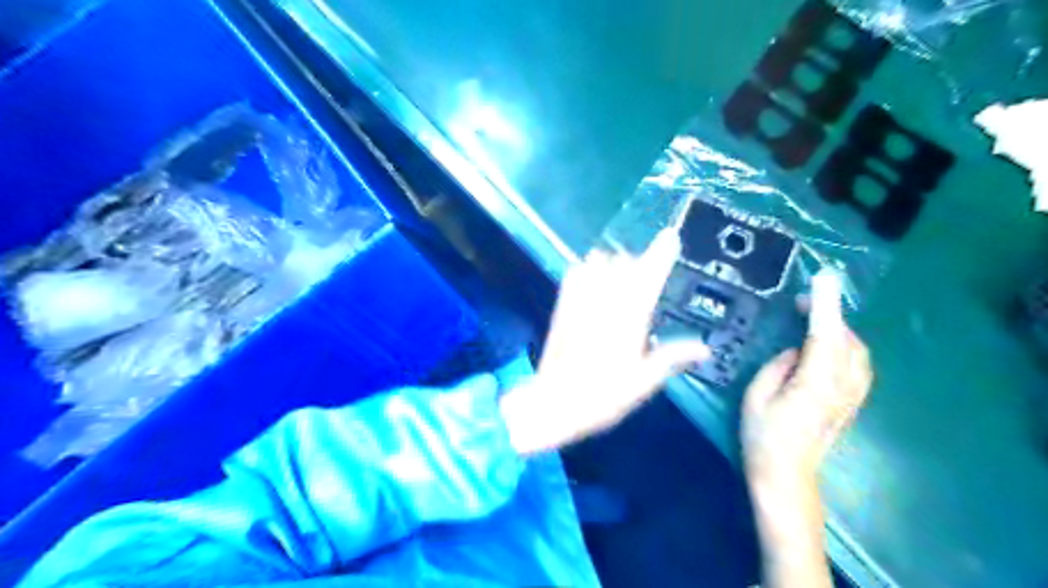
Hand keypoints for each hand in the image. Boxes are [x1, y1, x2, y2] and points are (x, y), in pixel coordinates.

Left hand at [496, 231, 702, 453]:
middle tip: (646, 277)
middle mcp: (606, 302)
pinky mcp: (563, 305)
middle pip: (625, 263)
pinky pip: (574, 273)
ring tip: (621, 277)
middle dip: (639, 262)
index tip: (671, 236)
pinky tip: (592, 275)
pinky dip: (587, 268)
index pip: (650, 277)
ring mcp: (581, 301)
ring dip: (614, 262)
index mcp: (630, 319)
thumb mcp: (644, 382)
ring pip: (599, 262)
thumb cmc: (604, 396)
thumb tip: (704, 348)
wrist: (554, 402)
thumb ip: (673, 357)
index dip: (662, 254)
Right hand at [740, 268, 873, 486]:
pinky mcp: (853, 402)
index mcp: (816, 383)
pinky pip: (858, 363)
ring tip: (813, 320)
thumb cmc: (763, 435)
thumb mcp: (757, 395)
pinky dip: (845, 345)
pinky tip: (828, 345)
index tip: (822, 278)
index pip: (825, 334)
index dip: (823, 304)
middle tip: (801, 301)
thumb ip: (779, 366)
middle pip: (846, 339)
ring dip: (838, 329)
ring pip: (857, 350)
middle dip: (828, 314)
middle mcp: (842, 386)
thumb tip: (797, 351)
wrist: (787, 475)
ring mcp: (853, 395)